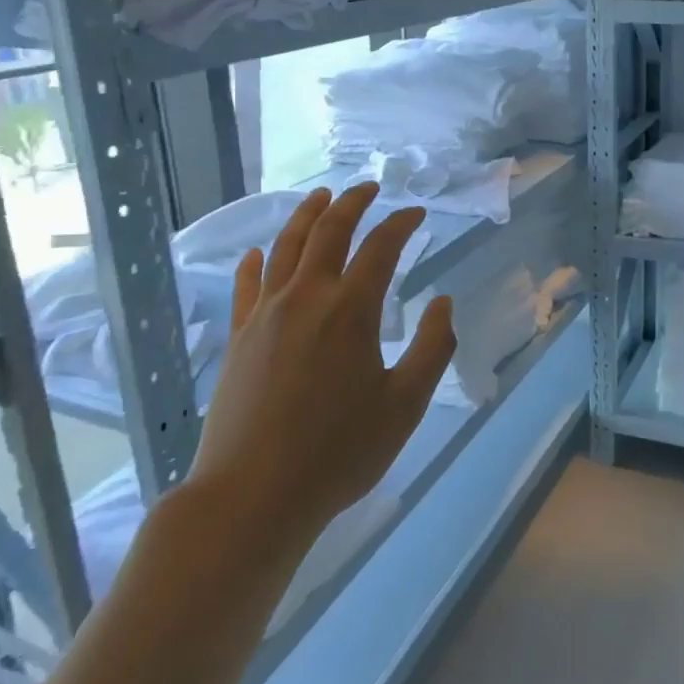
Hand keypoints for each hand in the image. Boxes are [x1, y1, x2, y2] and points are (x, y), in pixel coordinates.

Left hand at [187, 185, 456, 548]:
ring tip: (321, 197)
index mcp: (350, 310)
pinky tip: (259, 252)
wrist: (253, 495)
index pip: (381, 247)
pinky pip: (247, 284)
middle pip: (328, 231)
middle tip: (368, 188)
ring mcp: (265, 315)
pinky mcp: (239, 337)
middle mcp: (306, 298)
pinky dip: (257, 261)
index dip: (401, 224)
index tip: (417, 214)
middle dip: (351, 203)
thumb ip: (431, 348)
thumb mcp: (405, 404)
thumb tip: (443, 303)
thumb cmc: (339, 452)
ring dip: (306, 216)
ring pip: (285, 247)